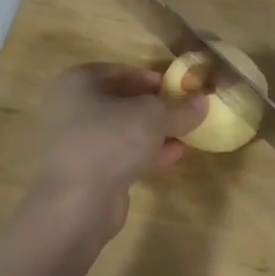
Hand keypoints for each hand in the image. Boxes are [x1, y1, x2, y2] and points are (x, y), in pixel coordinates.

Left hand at [29, 64, 206, 232]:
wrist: (75, 204)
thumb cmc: (110, 141)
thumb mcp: (153, 116)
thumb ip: (179, 108)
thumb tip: (203, 101)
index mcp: (78, 82)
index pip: (119, 71)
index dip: (149, 77)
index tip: (176, 87)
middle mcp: (72, 109)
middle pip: (121, 101)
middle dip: (154, 107)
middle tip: (183, 110)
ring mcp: (76, 143)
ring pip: (122, 130)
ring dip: (153, 132)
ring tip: (186, 133)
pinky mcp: (85, 173)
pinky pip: (119, 155)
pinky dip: (145, 152)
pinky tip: (175, 155)